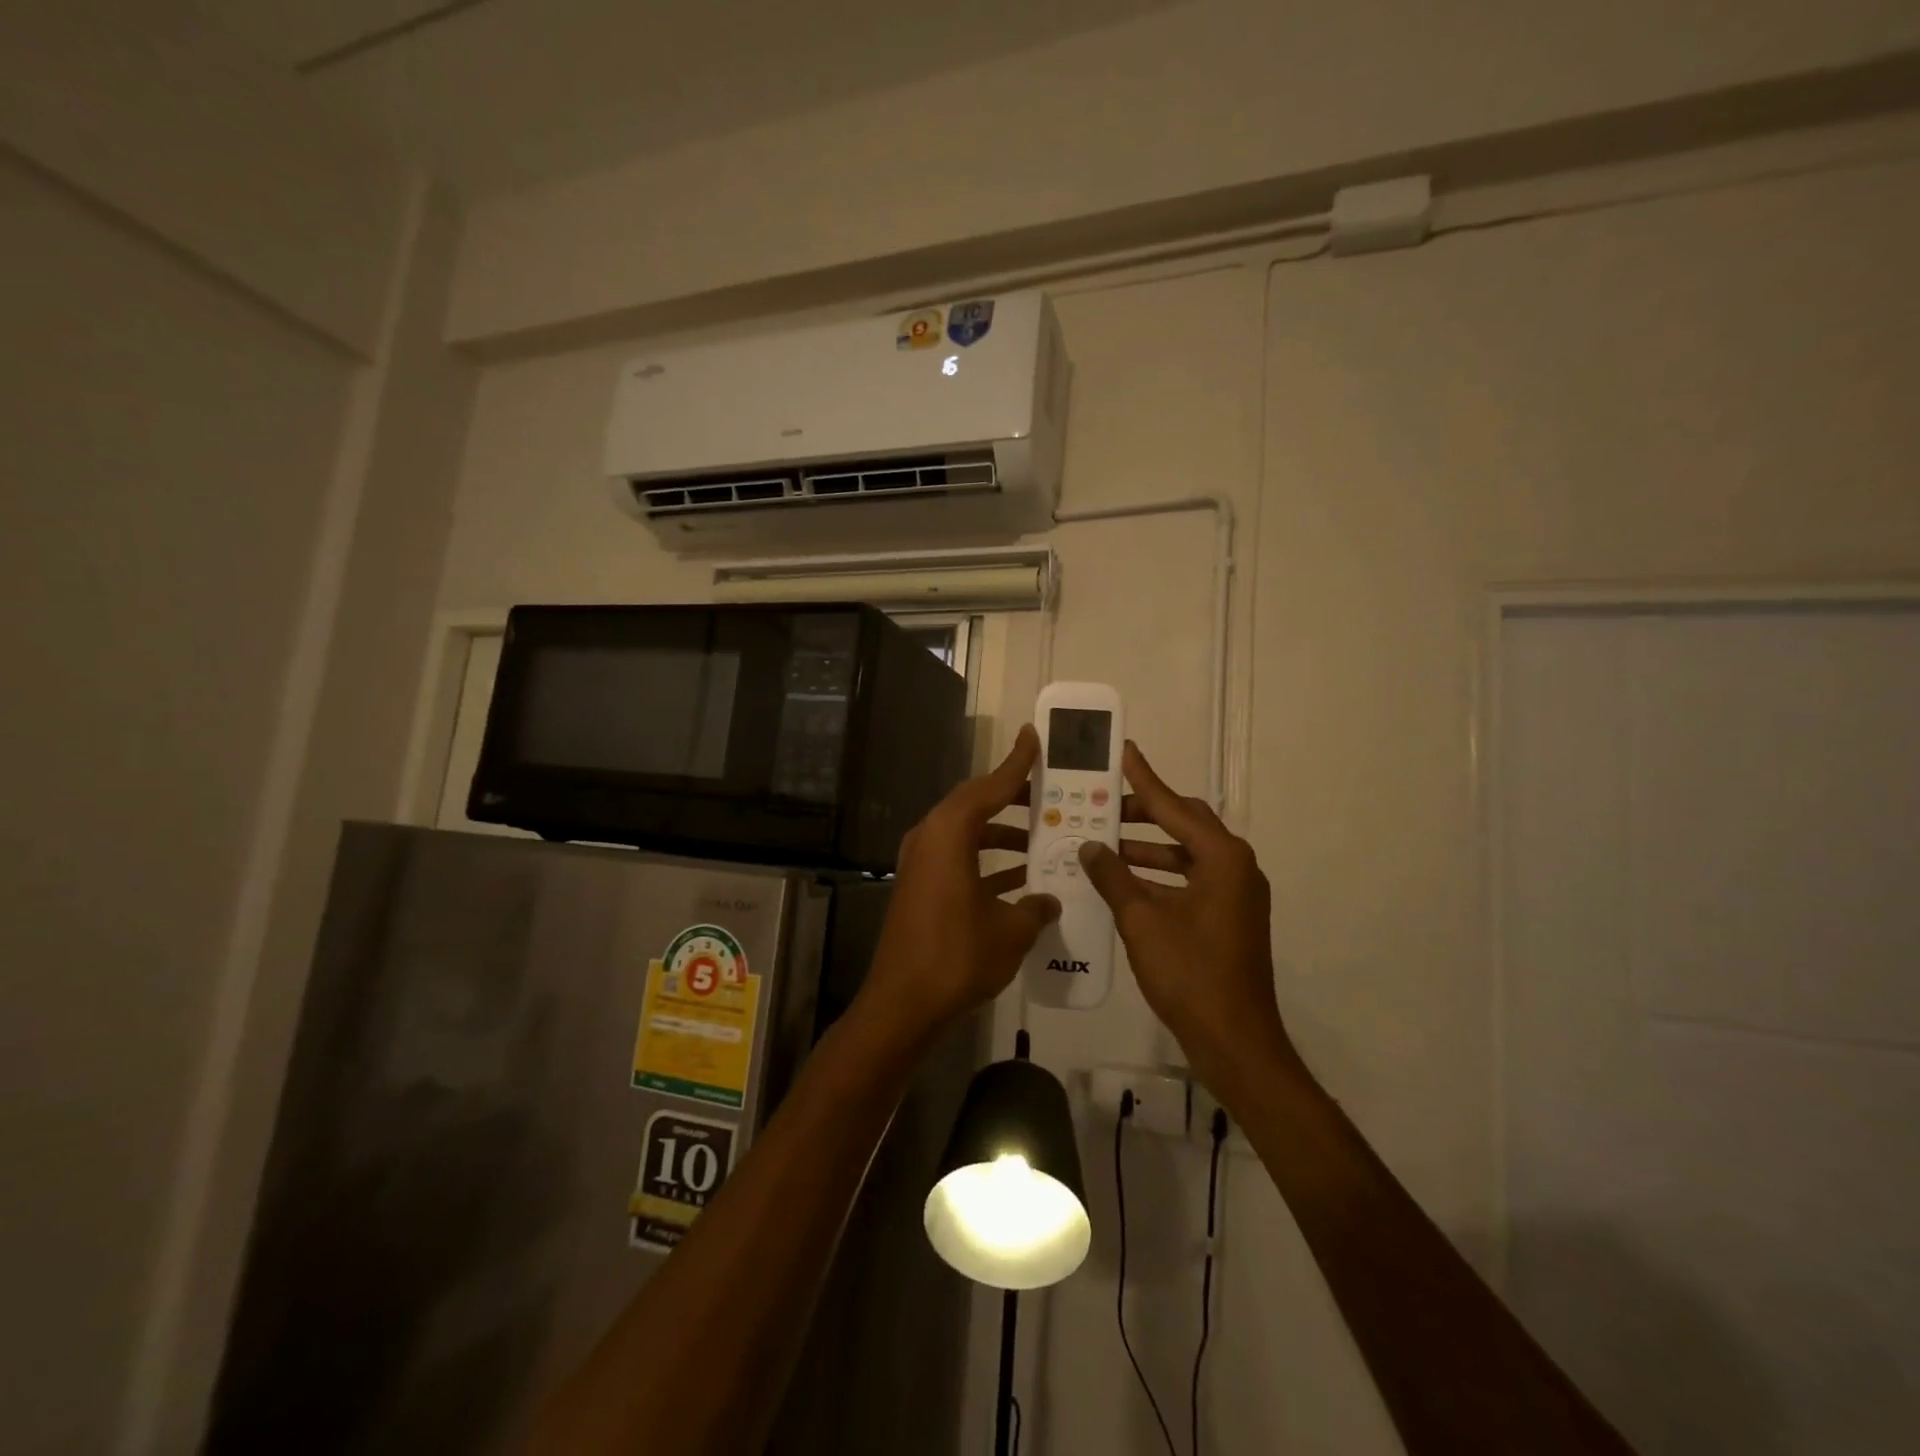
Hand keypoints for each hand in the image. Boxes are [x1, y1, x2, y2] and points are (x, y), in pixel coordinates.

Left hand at [858, 725, 1060, 1045]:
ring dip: (1003, 835)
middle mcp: (930, 839)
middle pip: (975, 805)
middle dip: (1013, 799)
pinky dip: (988, 863)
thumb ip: (1035, 907)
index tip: (1034, 738)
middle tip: (1050, 795)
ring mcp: (921, 864)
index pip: (988, 787)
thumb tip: (1048, 899)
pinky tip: (1022, 880)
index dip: (1015, 763)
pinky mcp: (920, 888)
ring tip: (1043, 838)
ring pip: (968, 834)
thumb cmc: (958, 956)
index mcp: (948, 834)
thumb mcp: (1010, 930)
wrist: (903, 1004)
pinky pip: (959, 860)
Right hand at [1078, 742, 1292, 1096]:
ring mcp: (1235, 894)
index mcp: (1222, 858)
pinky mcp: (1228, 916)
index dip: (1144, 779)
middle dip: (1145, 812)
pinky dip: (1159, 876)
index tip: (1124, 751)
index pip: (1174, 807)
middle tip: (1105, 803)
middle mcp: (1235, 867)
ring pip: (1186, 854)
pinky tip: (1124, 881)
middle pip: (1185, 824)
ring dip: (1148, 847)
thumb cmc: (1190, 974)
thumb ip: (1113, 877)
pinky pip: (1190, 879)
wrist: (1235, 1041)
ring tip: (1105, 841)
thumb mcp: (1142, 921)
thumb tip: (1089, 845)